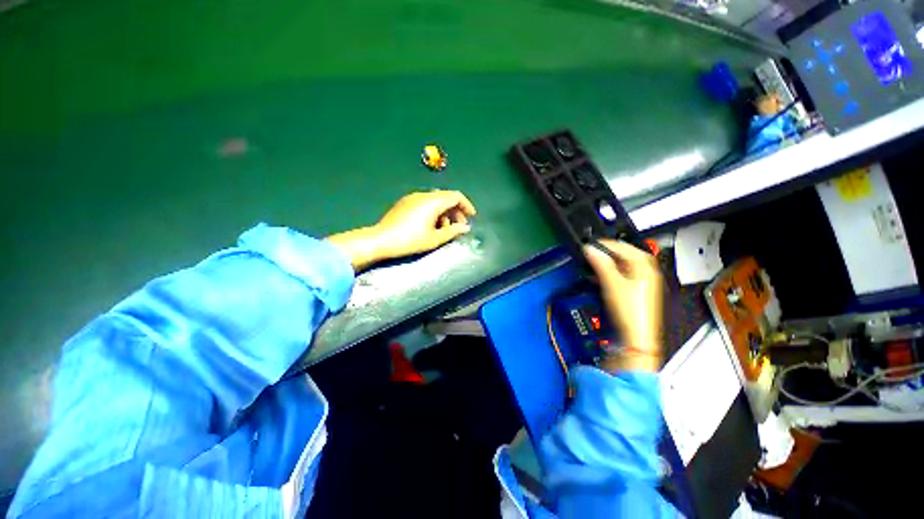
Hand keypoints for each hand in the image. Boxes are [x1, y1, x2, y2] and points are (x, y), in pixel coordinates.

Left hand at [374, 190, 475, 258]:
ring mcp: (412, 197)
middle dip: (455, 210)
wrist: (381, 239)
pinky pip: (424, 202)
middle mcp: (424, 195)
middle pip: (446, 197)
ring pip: (435, 200)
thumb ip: (452, 231)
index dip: (467, 205)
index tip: (471, 217)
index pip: (456, 196)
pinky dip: (432, 211)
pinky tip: (430, 226)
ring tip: (444, 230)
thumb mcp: (434, 239)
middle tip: (459, 226)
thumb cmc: (409, 240)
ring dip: (443, 212)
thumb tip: (465, 227)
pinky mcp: (404, 203)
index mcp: (433, 201)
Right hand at [583, 240, 663, 372]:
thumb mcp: (612, 285)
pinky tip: (607, 284)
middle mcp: (649, 270)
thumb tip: (591, 250)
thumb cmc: (633, 316)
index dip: (603, 245)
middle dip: (607, 256)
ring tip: (597, 272)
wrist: (638, 340)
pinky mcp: (642, 294)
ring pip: (626, 267)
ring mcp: (647, 282)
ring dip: (610, 267)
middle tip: (592, 259)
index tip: (589, 248)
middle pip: (625, 255)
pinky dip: (616, 277)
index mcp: (645, 263)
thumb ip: (601, 264)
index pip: (621, 245)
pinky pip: (628, 278)